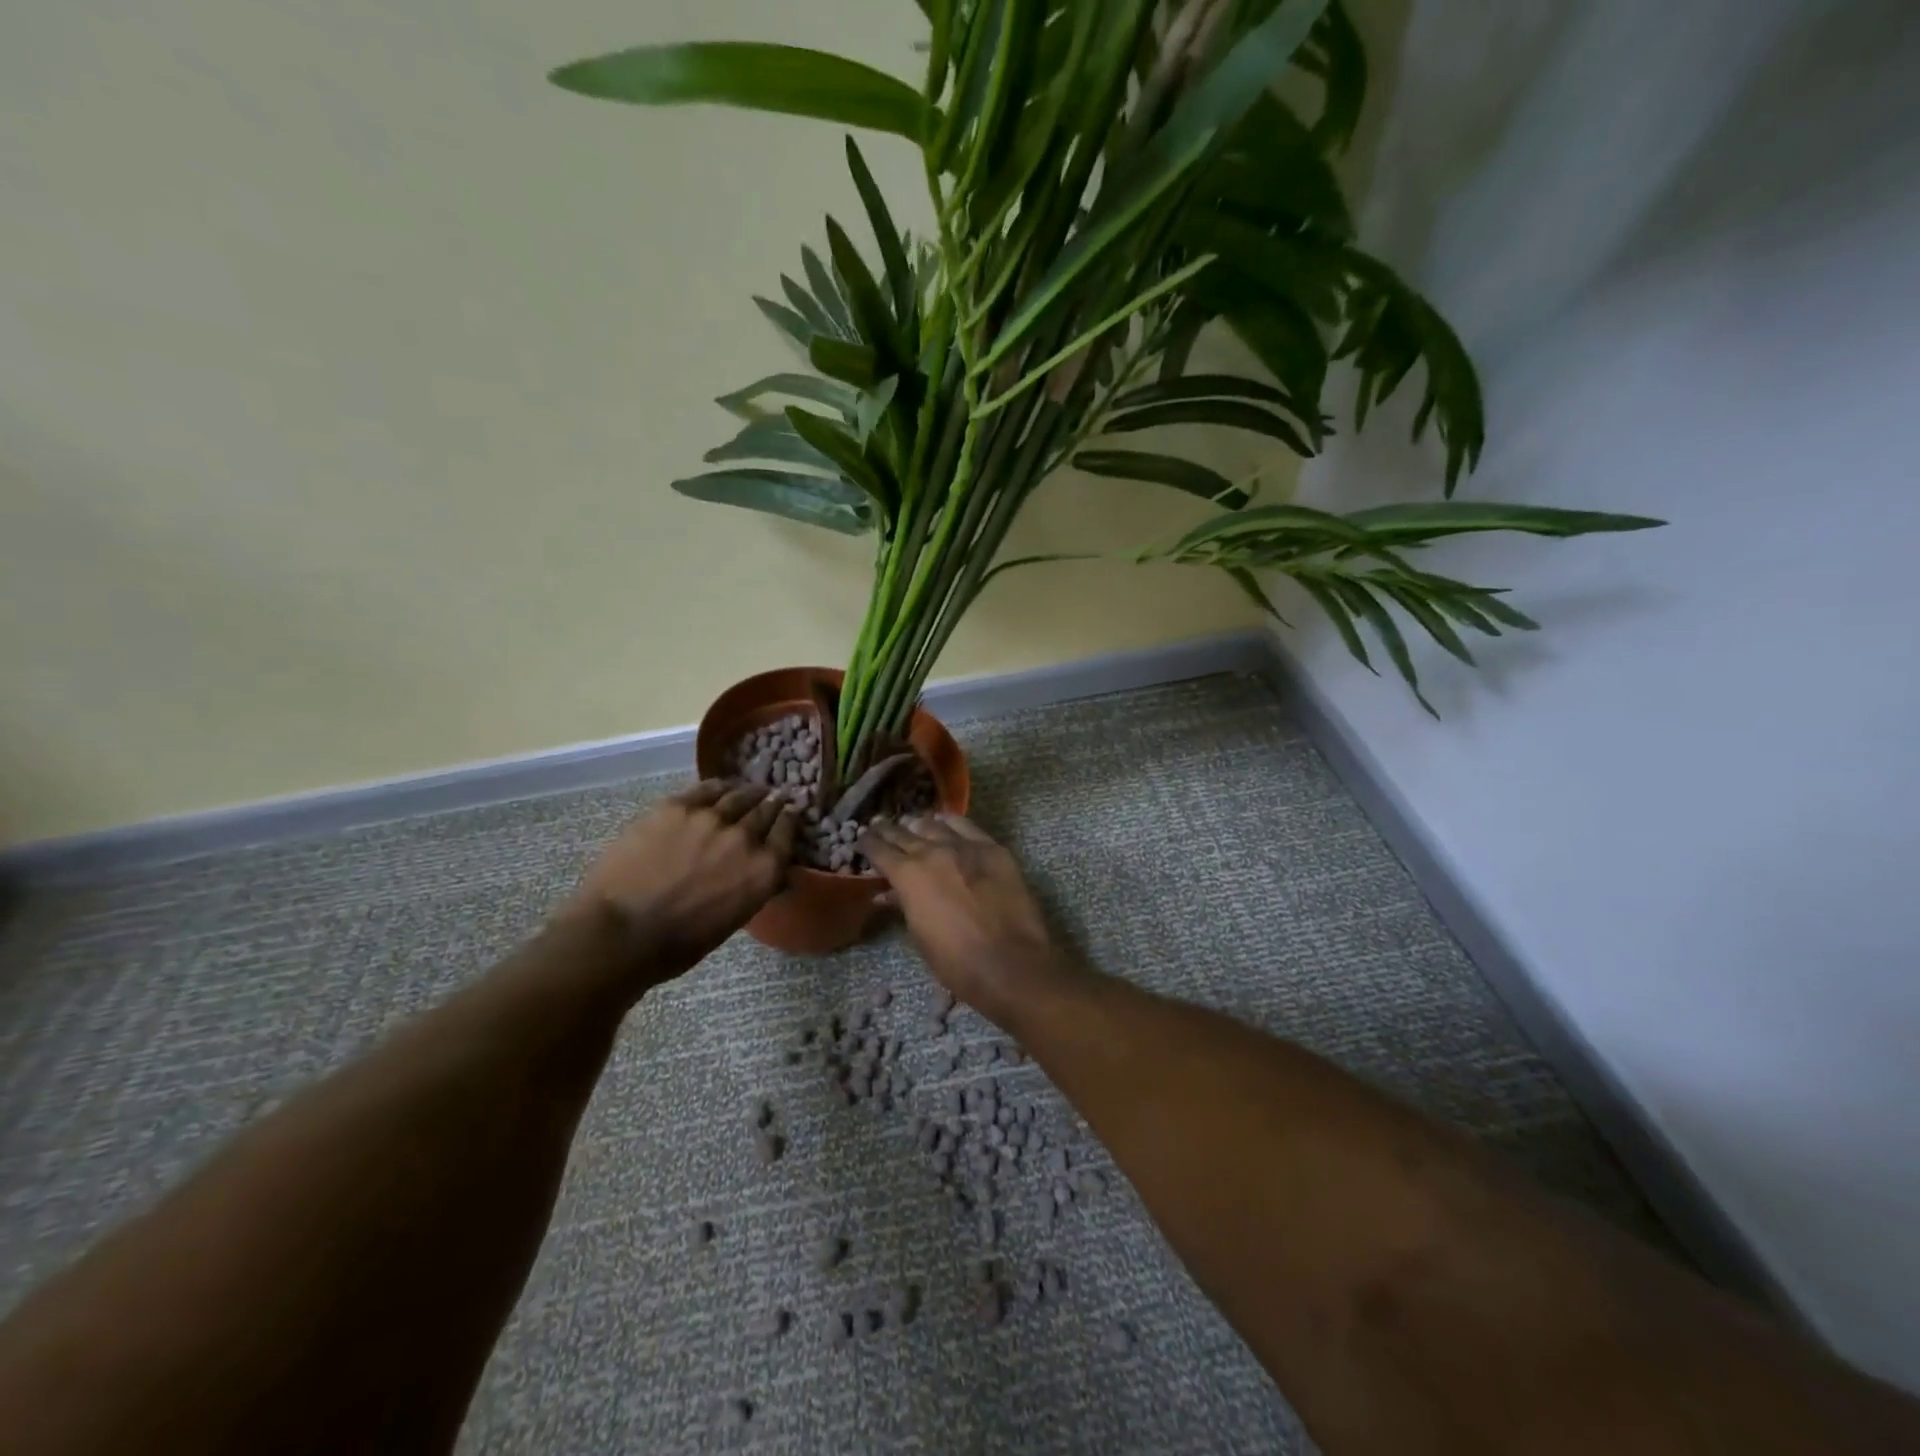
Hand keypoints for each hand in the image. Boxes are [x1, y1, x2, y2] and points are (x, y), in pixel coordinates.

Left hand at [567, 782, 797, 973]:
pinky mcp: (677, 807)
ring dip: (748, 793)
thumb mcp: (734, 919)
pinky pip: (706, 789)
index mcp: (764, 871)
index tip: (790, 813)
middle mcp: (745, 838)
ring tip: (749, 790)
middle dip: (772, 804)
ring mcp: (710, 818)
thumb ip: (755, 887)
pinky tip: (720, 787)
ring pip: (738, 795)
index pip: (788, 833)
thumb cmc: (679, 943)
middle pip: (766, 810)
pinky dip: (718, 787)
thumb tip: (768, 872)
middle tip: (773, 798)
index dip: (789, 820)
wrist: (621, 933)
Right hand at [857, 814, 1069, 1021]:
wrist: (1010, 962)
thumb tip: (886, 893)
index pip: (879, 850)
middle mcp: (933, 851)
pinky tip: (945, 823)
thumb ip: (902, 905)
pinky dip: (950, 823)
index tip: (862, 839)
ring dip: (919, 825)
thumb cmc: (956, 961)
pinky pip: (966, 826)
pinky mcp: (993, 848)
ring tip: (912, 824)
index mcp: (908, 875)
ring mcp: (965, 846)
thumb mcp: (920, 934)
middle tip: (879, 826)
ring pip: (934, 825)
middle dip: (889, 830)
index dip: (868, 843)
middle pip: (904, 833)